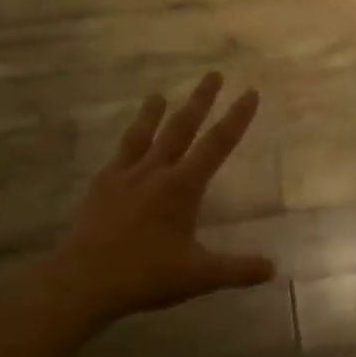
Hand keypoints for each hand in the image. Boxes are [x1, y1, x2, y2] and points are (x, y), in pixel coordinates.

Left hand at [46, 73, 275, 323]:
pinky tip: (125, 147)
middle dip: (201, 101)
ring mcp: (123, 179)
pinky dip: (126, 146)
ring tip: (158, 94)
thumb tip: (273, 269)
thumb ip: (238, 270)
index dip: (236, 118)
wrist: (82, 282)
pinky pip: (117, 158)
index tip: (250, 93)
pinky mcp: (100, 190)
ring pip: (143, 137)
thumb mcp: (200, 275)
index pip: (217, 145)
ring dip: (153, 114)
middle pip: (181, 129)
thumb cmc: (146, 274)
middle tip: (213, 74)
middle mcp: (154, 173)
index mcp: (182, 187)